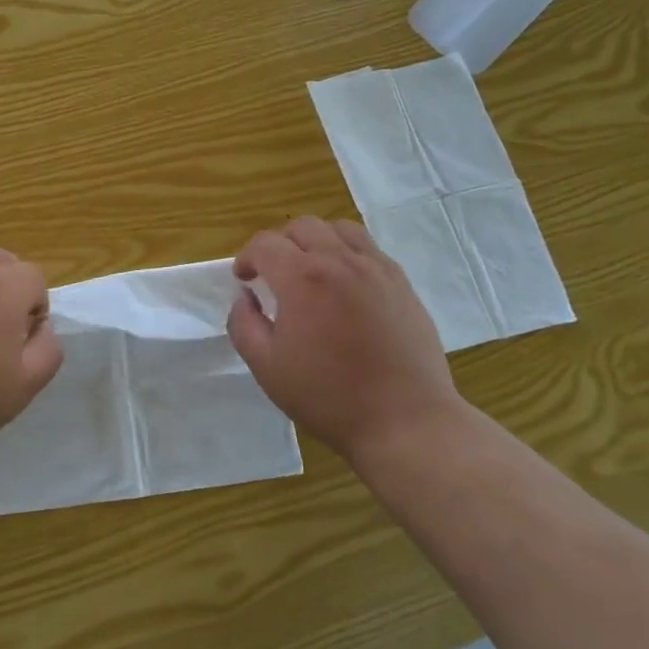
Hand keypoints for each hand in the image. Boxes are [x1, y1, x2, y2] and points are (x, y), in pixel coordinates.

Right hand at [227, 217, 460, 460]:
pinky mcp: (402, 283)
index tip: (244, 280)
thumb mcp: (267, 368)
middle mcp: (340, 261)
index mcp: (302, 278)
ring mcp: (376, 268)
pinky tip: (346, 285)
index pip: (265, 244)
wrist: (405, 422)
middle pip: (302, 227)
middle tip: (274, 275)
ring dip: (316, 241)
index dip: (247, 257)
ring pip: (339, 229)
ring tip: (312, 271)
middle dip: (280, 244)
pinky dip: (348, 254)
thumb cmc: (329, 397)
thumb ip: (244, 324)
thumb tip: (245, 297)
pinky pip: (369, 249)